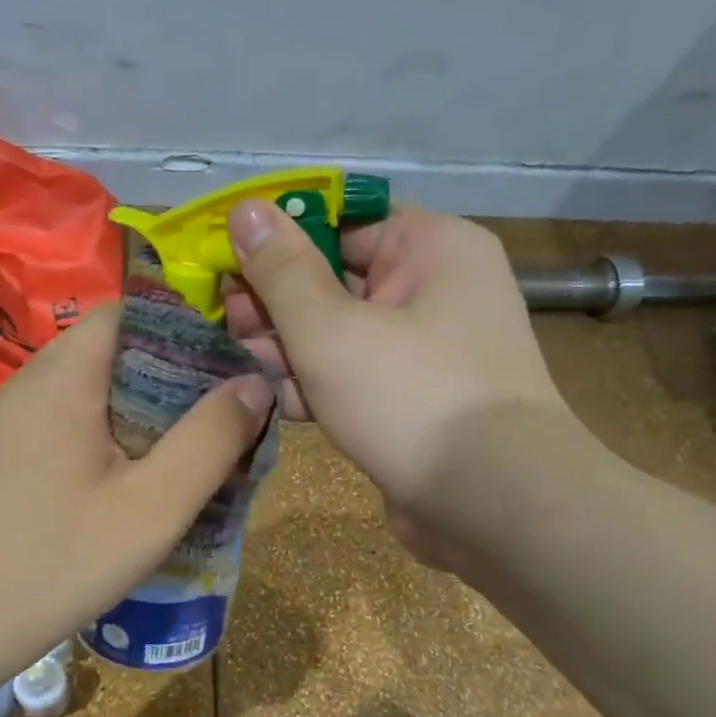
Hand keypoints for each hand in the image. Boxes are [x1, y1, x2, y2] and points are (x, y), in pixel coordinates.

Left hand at [0, 302, 272, 665]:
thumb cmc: (55, 561)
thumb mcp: (153, 505)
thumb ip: (211, 439)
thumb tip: (255, 383)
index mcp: (65, 375)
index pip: (132, 311)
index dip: (188, 328)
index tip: (233, 364)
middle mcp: (35, 382)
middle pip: (119, 349)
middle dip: (178, 374)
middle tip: (226, 413)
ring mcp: (19, 419)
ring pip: (101, 388)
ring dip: (151, 409)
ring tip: (197, 446)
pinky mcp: (14, 453)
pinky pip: (79, 421)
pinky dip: (120, 434)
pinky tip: (145, 478)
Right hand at [223, 201, 579, 560]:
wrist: (493, 508)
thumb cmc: (411, 396)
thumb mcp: (331, 328)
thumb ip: (281, 270)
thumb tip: (245, 208)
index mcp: (432, 247)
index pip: (345, 219)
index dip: (281, 233)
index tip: (227, 252)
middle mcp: (436, 289)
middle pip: (338, 277)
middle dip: (275, 300)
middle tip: (221, 315)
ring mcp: (427, 349)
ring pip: (341, 331)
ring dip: (287, 345)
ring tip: (232, 356)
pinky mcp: (413, 399)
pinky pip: (355, 375)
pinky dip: (315, 383)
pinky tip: (267, 395)